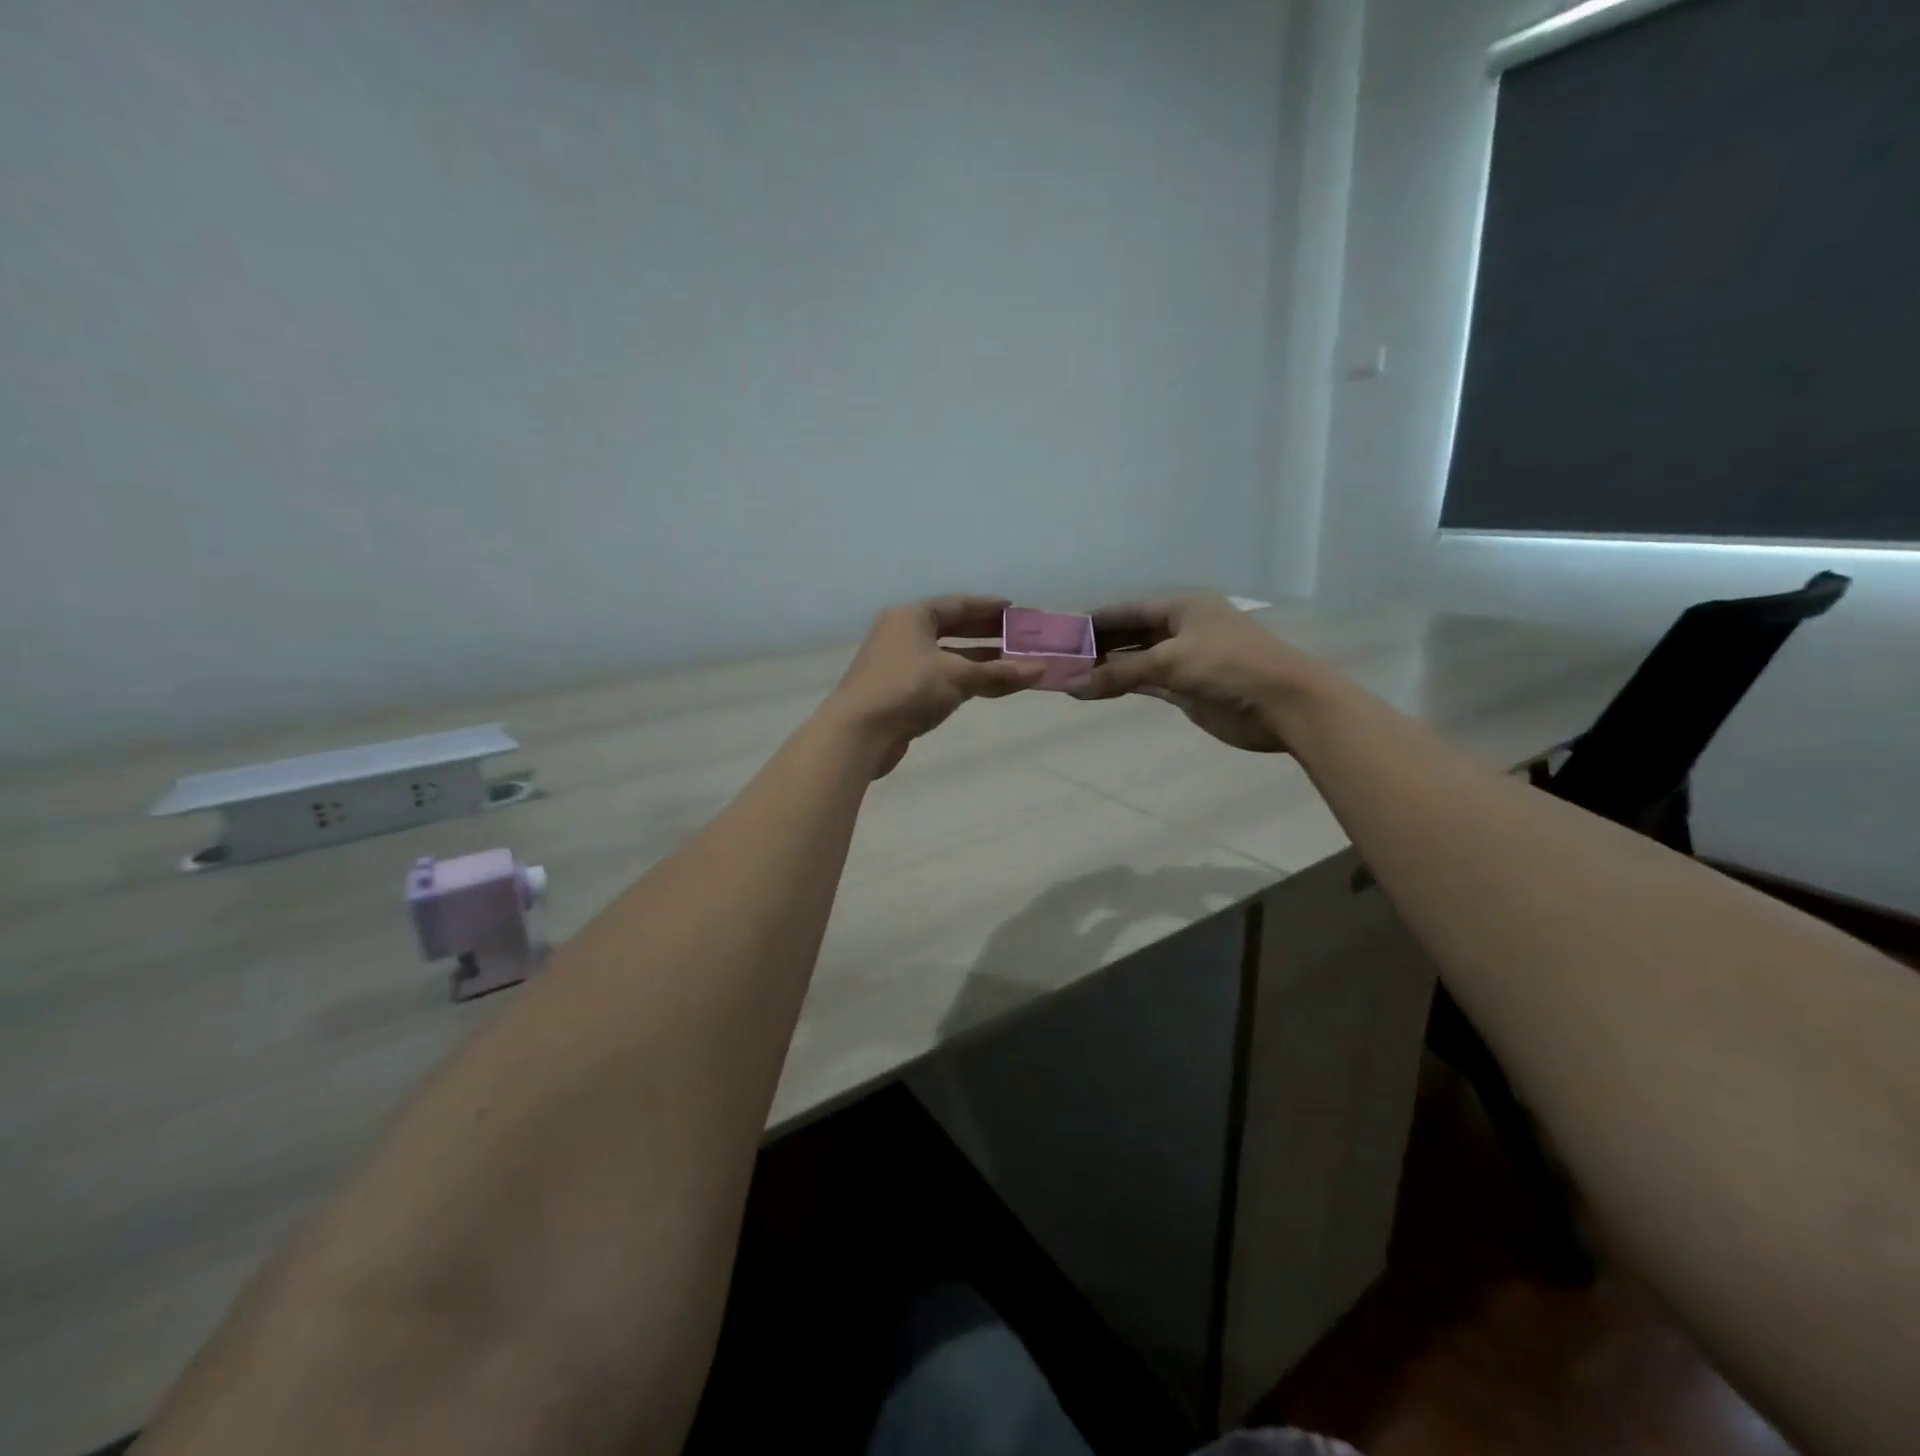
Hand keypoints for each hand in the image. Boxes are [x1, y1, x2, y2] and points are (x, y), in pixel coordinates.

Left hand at [827, 595, 1045, 776]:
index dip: (988, 607)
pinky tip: (984, 686)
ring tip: (1011, 663)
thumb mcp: (958, 677)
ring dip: (977, 659)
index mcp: (912, 616)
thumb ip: (999, 673)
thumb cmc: (908, 689)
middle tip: (1019, 637)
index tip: (1016, 610)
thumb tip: (1041, 670)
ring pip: (945, 655)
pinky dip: (962, 678)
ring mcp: (898, 663)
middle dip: (986, 634)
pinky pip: (938, 677)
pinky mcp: (897, 691)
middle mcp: (902, 633)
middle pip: (951, 628)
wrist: (859, 732)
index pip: (957, 604)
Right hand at [1070, 594, 1336, 753]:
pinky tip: (1096, 691)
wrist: (1283, 704)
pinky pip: (1146, 683)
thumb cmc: (1229, 666)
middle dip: (1098, 646)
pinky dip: (1123, 686)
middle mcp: (1181, 629)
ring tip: (1070, 677)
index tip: (1061, 633)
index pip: (1128, 609)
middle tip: (1059, 659)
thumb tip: (1071, 686)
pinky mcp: (1186, 689)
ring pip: (1136, 661)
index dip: (1095, 620)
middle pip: (1130, 634)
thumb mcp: (1171, 661)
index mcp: (1181, 607)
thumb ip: (1120, 673)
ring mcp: (1184, 660)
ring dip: (1107, 668)